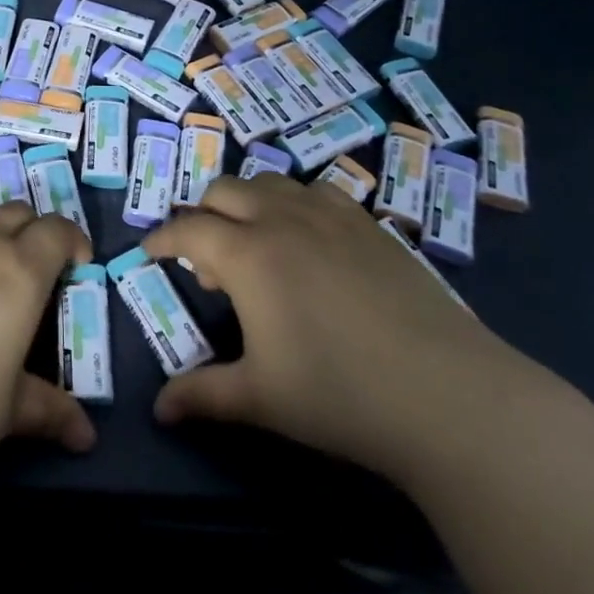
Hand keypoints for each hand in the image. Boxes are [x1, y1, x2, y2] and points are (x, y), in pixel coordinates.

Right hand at [144, 174, 529, 486]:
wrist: (445, 393)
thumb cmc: (339, 394)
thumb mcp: (261, 398)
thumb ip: (202, 395)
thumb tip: (159, 409)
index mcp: (247, 254)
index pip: (186, 230)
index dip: (161, 239)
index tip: (149, 252)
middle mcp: (281, 219)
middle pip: (224, 191)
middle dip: (203, 216)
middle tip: (210, 264)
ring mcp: (329, 215)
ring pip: (270, 183)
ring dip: (248, 204)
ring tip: (259, 248)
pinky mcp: (368, 223)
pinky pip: (317, 192)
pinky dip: (295, 205)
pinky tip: (311, 242)